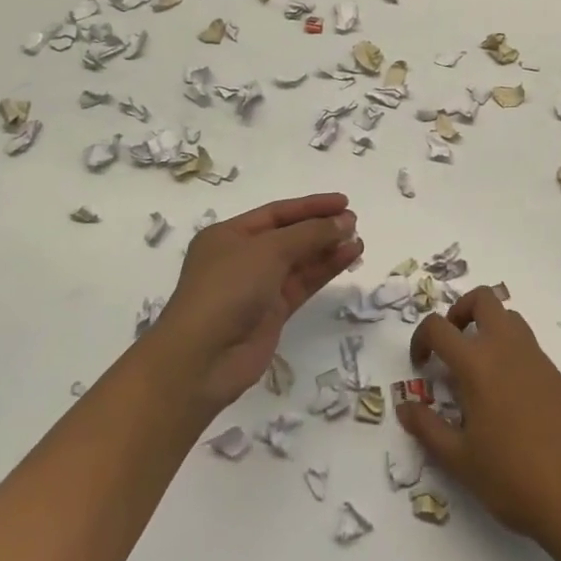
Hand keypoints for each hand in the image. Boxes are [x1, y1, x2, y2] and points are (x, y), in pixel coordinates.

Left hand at [149, 193, 361, 411]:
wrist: (202, 358)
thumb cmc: (228, 289)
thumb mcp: (269, 250)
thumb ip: (310, 233)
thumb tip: (345, 221)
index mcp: (229, 235)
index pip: (276, 213)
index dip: (311, 206)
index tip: (344, 202)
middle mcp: (242, 258)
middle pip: (289, 236)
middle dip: (321, 228)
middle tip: (355, 223)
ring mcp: (257, 287)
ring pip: (299, 261)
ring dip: (328, 249)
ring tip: (358, 241)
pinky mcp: (272, 313)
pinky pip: (303, 283)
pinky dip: (325, 270)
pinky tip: (349, 258)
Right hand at [398, 286, 560, 559]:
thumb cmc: (512, 479)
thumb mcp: (460, 460)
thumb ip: (428, 428)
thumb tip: (405, 406)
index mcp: (478, 364)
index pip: (439, 327)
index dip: (421, 339)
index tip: (421, 365)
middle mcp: (508, 349)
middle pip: (483, 299)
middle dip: (460, 312)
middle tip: (451, 346)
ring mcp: (538, 358)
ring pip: (509, 318)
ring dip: (488, 328)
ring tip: (477, 371)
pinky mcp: (558, 375)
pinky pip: (528, 346)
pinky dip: (510, 354)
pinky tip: (507, 398)